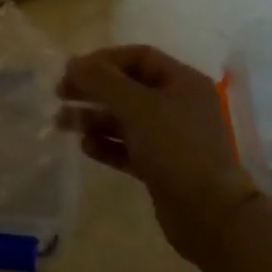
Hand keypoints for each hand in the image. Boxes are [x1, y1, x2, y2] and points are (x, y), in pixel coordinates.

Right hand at [60, 45, 256, 260]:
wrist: (210, 214)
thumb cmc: (175, 148)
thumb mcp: (136, 106)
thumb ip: (102, 81)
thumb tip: (73, 63)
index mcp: (182, 82)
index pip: (138, 57)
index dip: (103, 60)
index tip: (72, 71)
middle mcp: (179, 105)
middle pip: (128, 88)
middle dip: (93, 89)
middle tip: (60, 95)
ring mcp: (172, 138)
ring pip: (126, 119)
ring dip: (94, 118)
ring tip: (63, 123)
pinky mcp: (163, 167)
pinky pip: (129, 148)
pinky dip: (107, 145)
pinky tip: (86, 147)